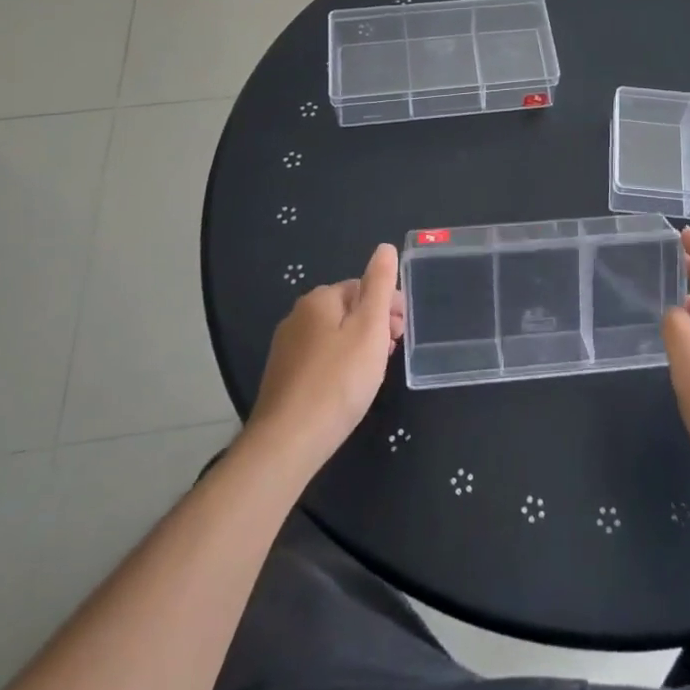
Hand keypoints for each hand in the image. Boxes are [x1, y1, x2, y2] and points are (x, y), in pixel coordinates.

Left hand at [247, 244, 404, 473]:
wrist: (288, 442)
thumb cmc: (338, 380)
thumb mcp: (370, 328)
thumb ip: (379, 284)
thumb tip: (384, 247)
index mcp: (319, 299)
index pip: (362, 287)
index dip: (388, 304)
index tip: (406, 329)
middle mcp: (298, 316)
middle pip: (347, 310)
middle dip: (375, 323)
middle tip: (396, 349)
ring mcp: (286, 348)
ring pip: (334, 335)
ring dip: (360, 344)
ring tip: (377, 369)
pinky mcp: (283, 377)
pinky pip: (321, 358)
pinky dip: (341, 363)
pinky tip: (350, 387)